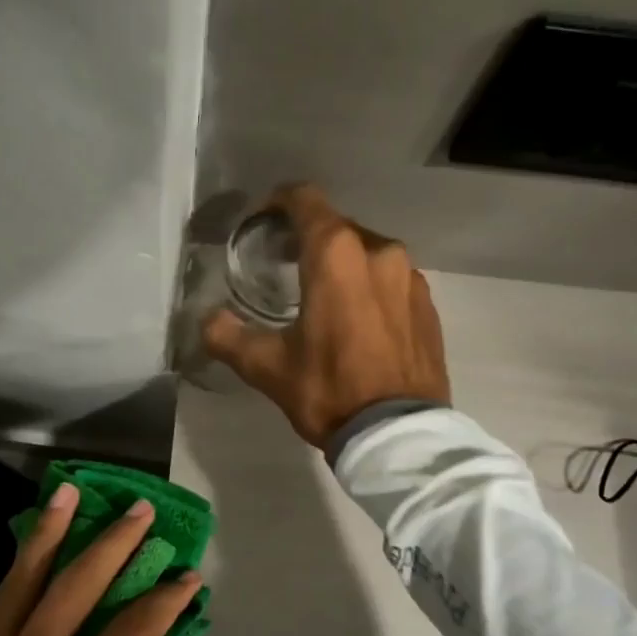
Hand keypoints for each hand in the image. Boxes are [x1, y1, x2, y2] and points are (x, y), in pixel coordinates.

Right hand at [204, 183, 450, 445]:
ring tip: (323, 295)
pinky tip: (360, 320)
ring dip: (343, 265)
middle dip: (309, 238)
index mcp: (336, 254)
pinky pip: (392, 281)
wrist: (397, 435)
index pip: (305, 201)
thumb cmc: (328, 391)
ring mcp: (411, 278)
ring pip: (368, 254)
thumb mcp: (267, 367)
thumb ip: (229, 336)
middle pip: (337, 228)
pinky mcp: (429, 305)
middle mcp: (380, 251)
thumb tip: (207, 321)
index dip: (279, 202)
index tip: (263, 220)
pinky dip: (371, 288)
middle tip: (284, 263)